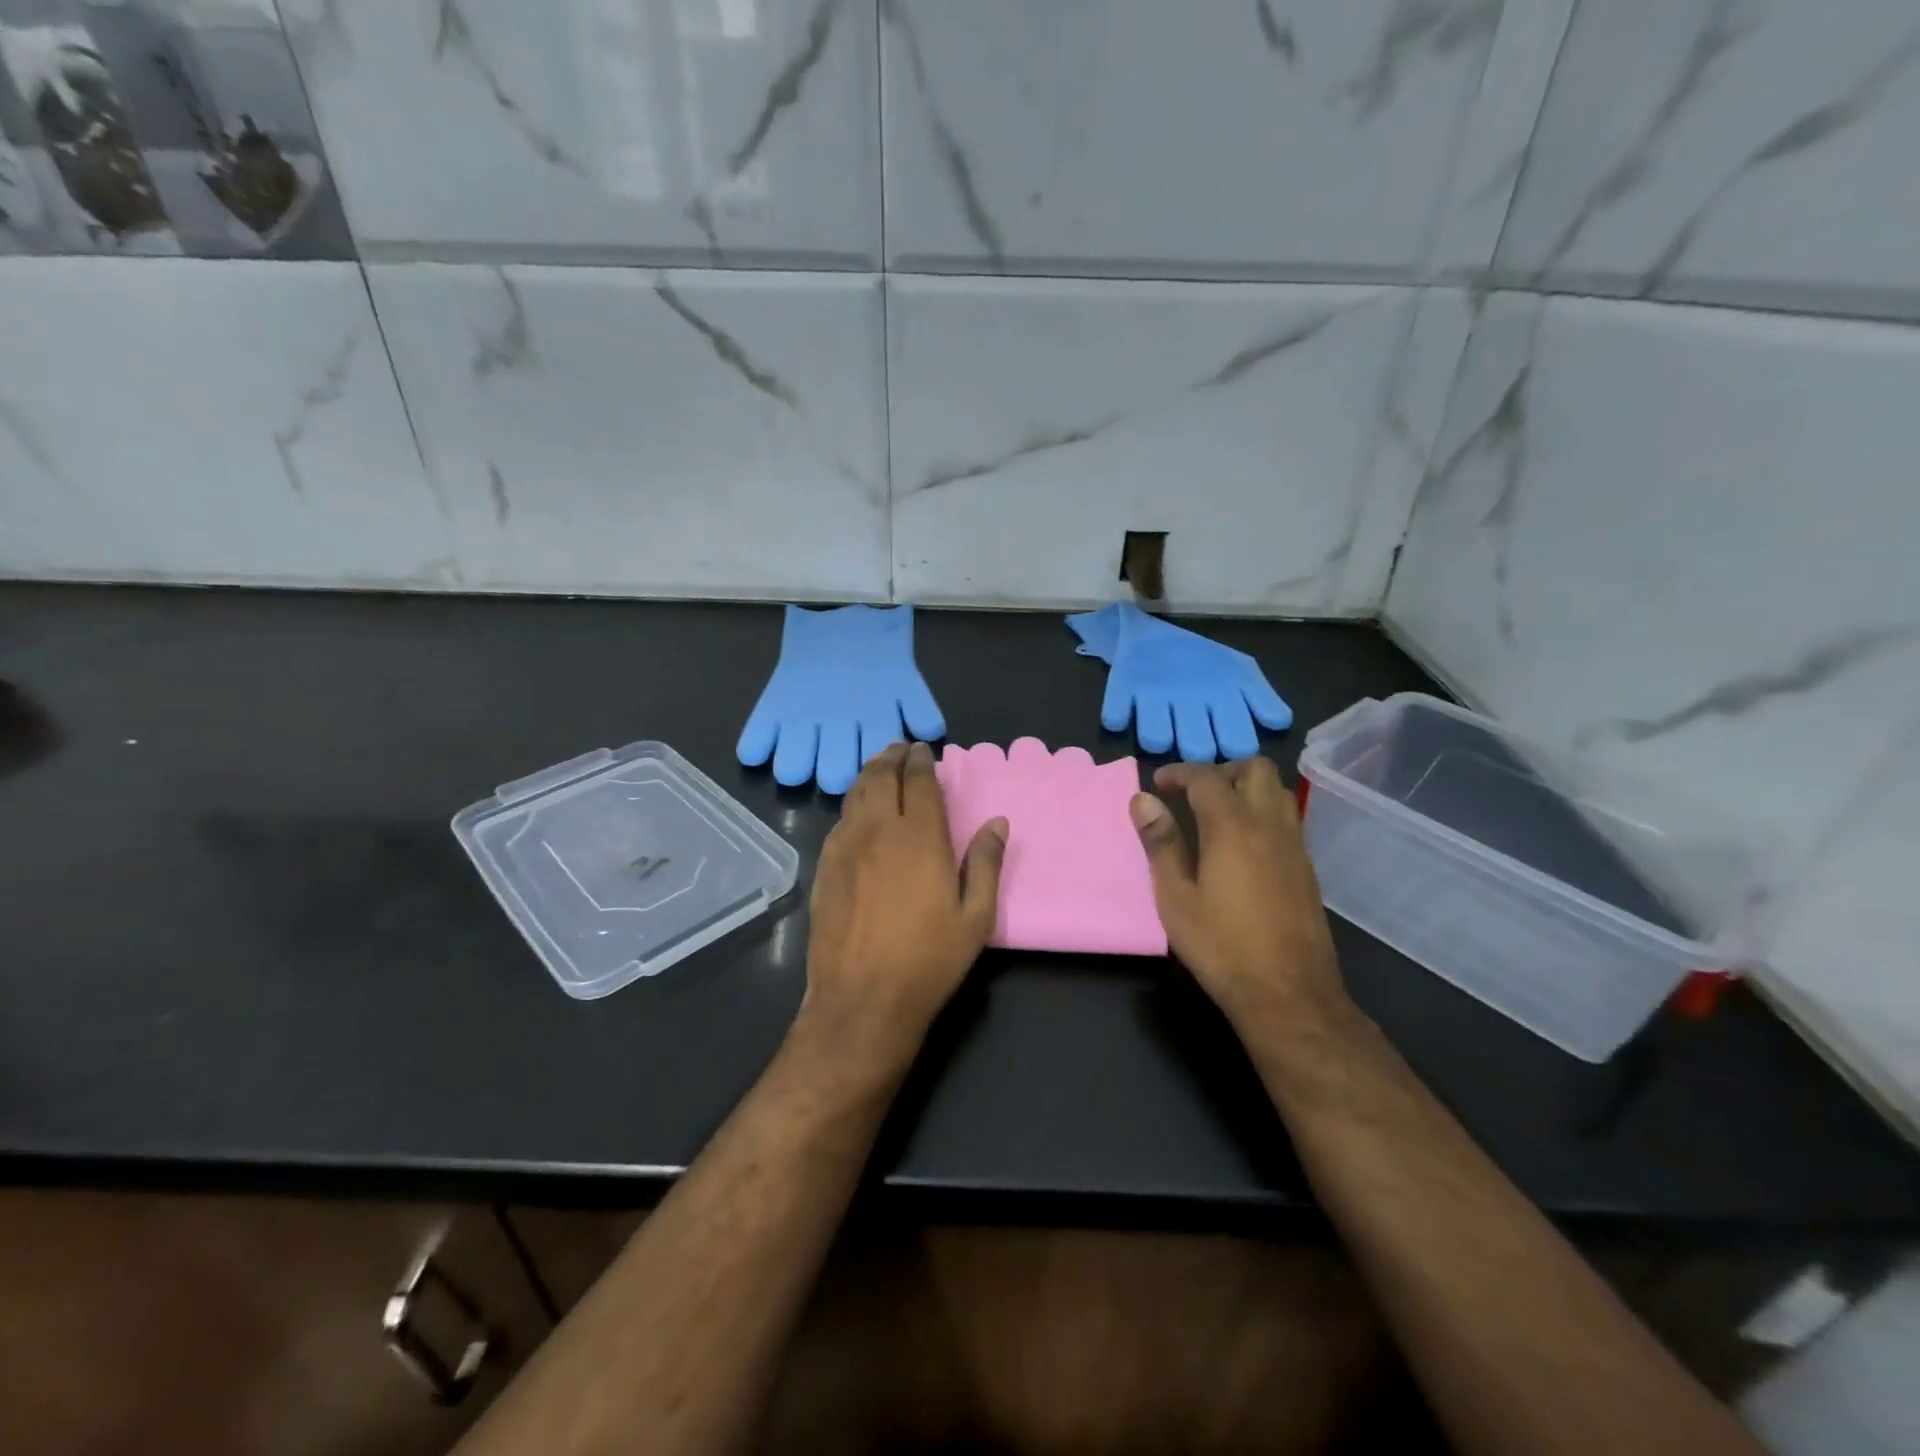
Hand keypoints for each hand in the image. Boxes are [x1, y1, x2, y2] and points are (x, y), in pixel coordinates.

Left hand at [803, 742, 1006, 1061]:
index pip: (919, 781)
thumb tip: (998, 823)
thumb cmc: (929, 960)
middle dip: (892, 756)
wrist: (863, 998)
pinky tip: (858, 812)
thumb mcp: (975, 918)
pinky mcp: (825, 866)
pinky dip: (852, 805)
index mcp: (920, 838)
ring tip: (880, 770)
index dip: (922, 760)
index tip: (925, 750)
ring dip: (869, 775)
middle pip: (881, 776)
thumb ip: (985, 864)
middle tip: (900, 750)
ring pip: (855, 794)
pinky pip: (839, 821)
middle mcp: (879, 831)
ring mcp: (846, 847)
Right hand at [1129, 758, 1348, 1032]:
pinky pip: (1286, 819)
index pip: (1207, 776)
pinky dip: (1261, 813)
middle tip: (1193, 794)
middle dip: (1222, 769)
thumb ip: (1161, 843)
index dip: (1179, 772)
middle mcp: (1269, 825)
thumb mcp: (1176, 897)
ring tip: (1215, 814)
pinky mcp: (1306, 868)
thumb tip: (1142, 799)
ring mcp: (1294, 846)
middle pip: (1255, 769)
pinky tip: (1240, 845)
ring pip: (1277, 791)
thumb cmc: (1221, 945)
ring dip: (1246, 788)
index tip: (1158, 784)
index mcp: (1232, 826)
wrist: (1289, 993)